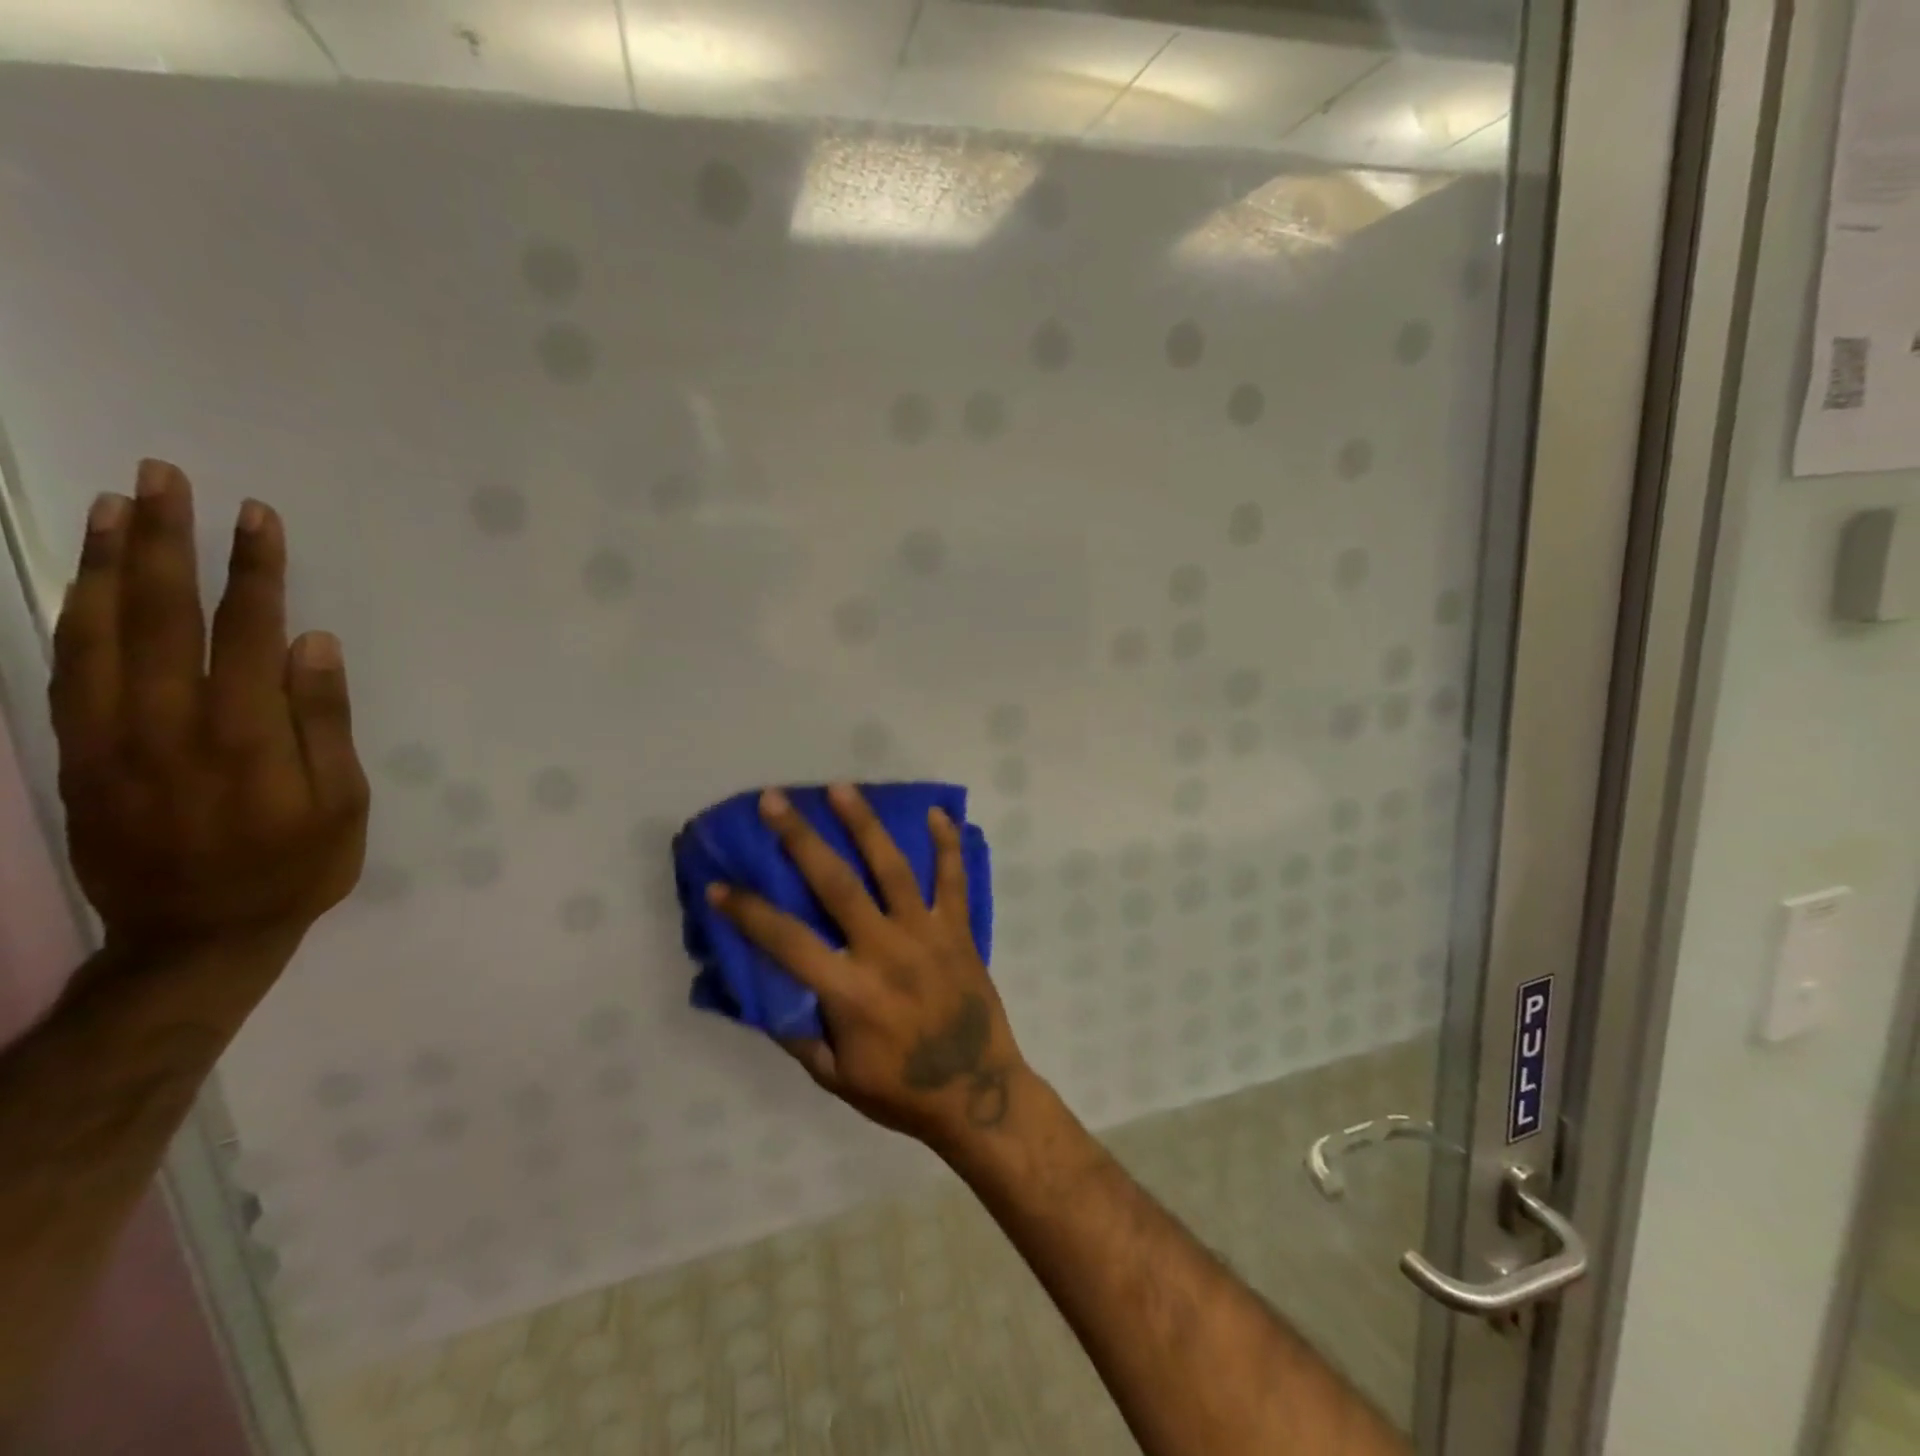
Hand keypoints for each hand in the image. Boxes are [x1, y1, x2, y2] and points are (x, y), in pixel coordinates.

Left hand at [49, 460, 368, 953]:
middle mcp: (166, 721)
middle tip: (163, 478)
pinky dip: (72, 616)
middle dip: (166, 541)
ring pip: (97, 631)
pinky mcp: (78, 753)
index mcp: (242, 733)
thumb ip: (323, 721)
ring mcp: (109, 736)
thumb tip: (313, 644)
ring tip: (116, 507)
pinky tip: (86, 584)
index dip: (253, 569)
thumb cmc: (296, 867)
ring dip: (108, 564)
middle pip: (160, 613)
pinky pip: (66, 669)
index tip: (256, 515)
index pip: (245, 629)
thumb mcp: (342, 803)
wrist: (198, 936)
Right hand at [710, 784, 1028, 1155]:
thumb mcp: (835, 1077)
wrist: (979, 1094)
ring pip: (892, 868)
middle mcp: (885, 951)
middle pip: (836, 885)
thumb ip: (798, 1033)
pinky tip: (937, 812)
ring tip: (841, 788)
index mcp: (850, 992)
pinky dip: (946, 845)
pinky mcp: (959, 931)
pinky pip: (952, 880)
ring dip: (864, 825)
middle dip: (801, 839)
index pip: (787, 941)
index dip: (748, 913)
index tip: (719, 885)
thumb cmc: (902, 1091)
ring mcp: (926, 935)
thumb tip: (765, 992)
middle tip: (775, 801)